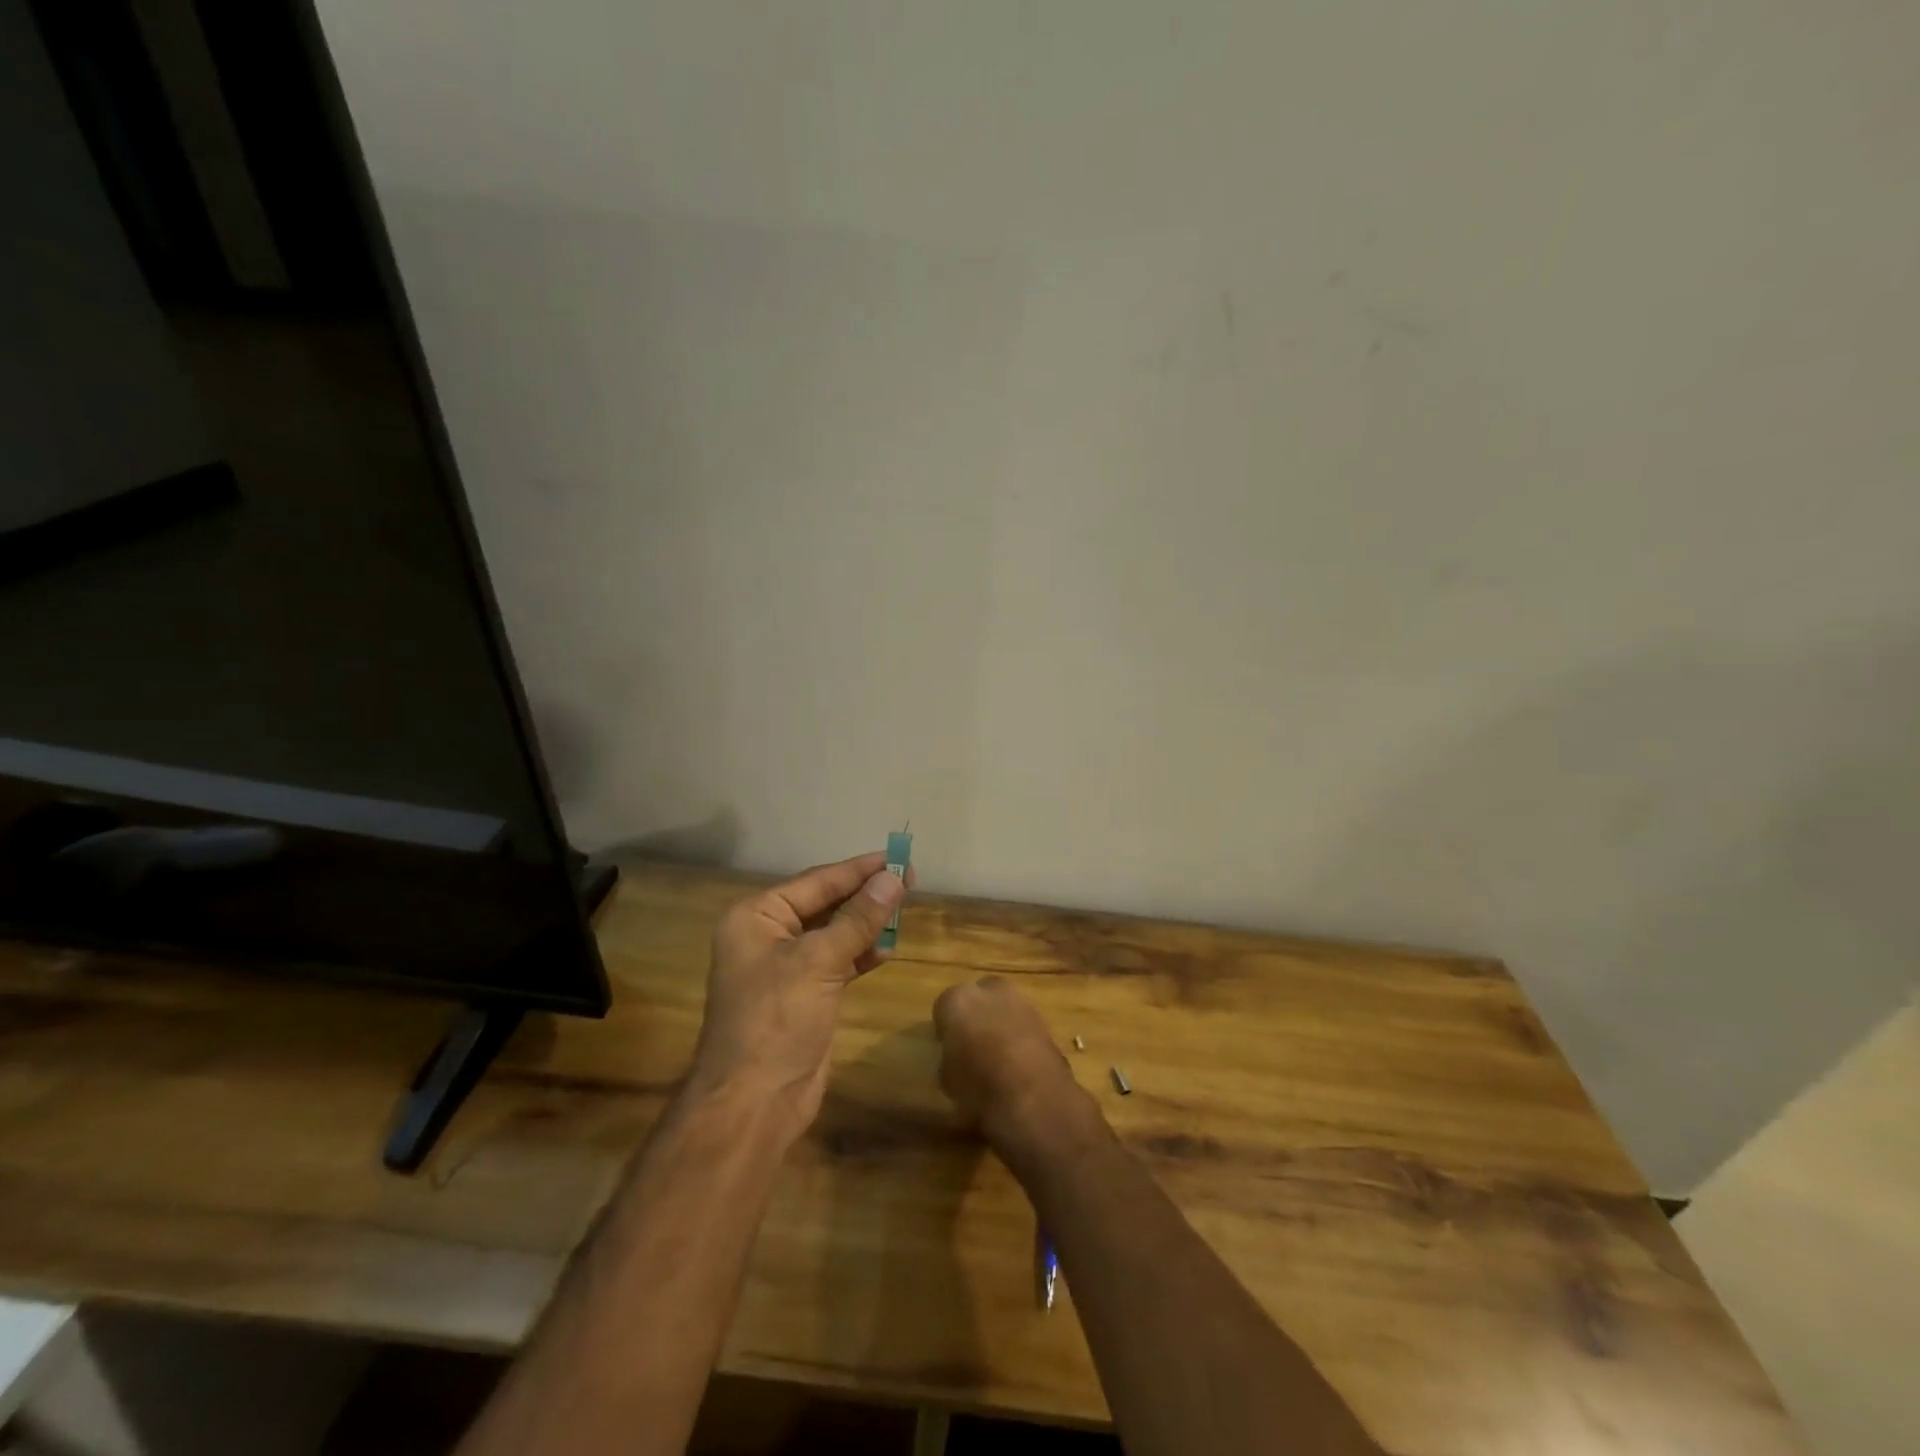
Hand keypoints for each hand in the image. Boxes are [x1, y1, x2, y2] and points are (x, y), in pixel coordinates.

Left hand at [688, 852, 908, 1131]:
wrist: (754, 1103)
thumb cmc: (776, 1020)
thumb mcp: (819, 961)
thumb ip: (858, 918)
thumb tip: (894, 878)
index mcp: (757, 917)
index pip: (817, 881)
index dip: (859, 869)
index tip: (898, 855)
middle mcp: (768, 935)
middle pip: (826, 903)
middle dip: (865, 894)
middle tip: (910, 878)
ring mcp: (786, 967)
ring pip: (834, 932)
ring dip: (867, 923)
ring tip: (905, 907)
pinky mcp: (805, 995)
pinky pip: (838, 961)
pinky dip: (861, 953)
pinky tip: (887, 948)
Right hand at [932, 976, 1089, 1157]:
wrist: (1033, 1095)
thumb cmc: (978, 1086)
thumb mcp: (947, 1079)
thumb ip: (950, 1057)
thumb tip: (957, 1057)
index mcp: (957, 1000)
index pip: (943, 1007)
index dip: (945, 1028)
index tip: (947, 1046)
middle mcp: (989, 990)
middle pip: (977, 996)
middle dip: (975, 1014)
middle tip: (973, 1044)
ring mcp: (1021, 1000)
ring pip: (1003, 1005)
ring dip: (1000, 1021)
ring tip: (998, 1053)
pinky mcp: (1044, 1017)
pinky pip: (1023, 1021)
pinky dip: (1020, 1034)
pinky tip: (1019, 1060)